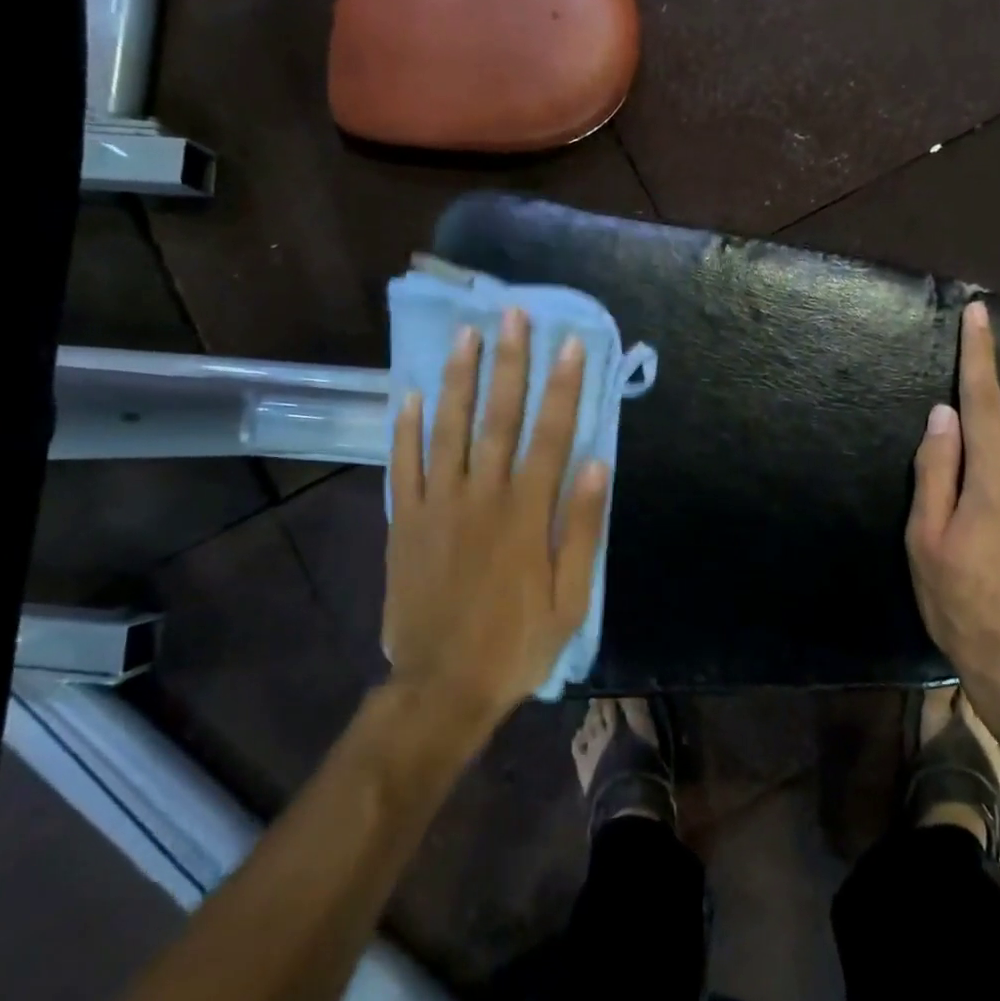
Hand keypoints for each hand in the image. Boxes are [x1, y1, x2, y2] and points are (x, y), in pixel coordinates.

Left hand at [384, 309, 609, 723]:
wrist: (442, 685)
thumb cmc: (518, 642)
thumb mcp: (571, 596)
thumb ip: (582, 527)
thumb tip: (597, 463)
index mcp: (527, 513)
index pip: (550, 434)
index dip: (562, 386)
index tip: (570, 344)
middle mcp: (481, 495)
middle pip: (498, 417)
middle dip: (508, 363)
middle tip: (512, 314)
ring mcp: (437, 505)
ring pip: (448, 428)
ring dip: (458, 378)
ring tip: (465, 334)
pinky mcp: (403, 522)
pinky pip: (403, 465)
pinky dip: (406, 428)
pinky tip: (410, 393)